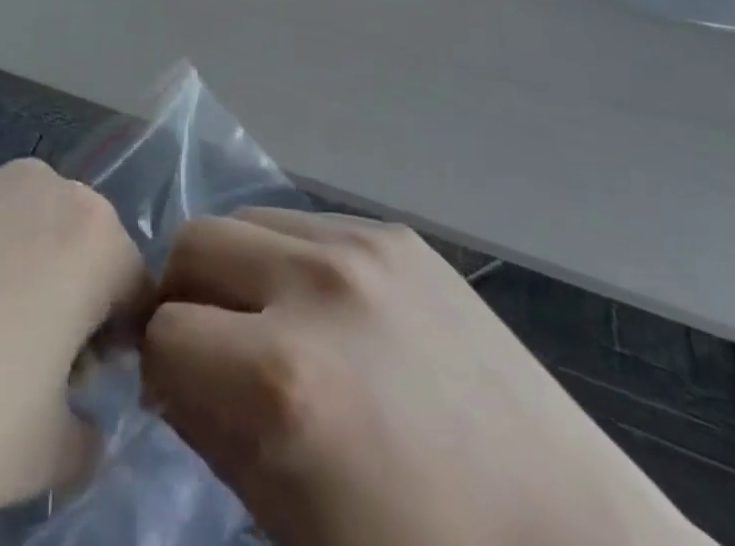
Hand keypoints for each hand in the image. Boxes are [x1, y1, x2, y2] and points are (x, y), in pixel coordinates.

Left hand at [0, 159, 146, 545]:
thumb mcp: (38, 457)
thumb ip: (85, 438)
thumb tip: (84, 427)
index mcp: (92, 232)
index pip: (138, 296)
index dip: (123, 359)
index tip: (89, 409)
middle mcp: (47, 188)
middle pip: (85, 261)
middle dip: (74, 325)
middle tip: (33, 398)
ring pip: (33, 250)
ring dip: (25, 304)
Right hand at [142, 210, 709, 545]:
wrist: (571, 544)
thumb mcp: (289, 525)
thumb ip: (210, 434)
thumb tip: (168, 372)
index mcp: (282, 378)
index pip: (163, 333)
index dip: (162, 372)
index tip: (182, 395)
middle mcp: (315, 284)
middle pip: (194, 242)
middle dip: (186, 297)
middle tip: (215, 349)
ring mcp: (364, 244)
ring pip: (246, 220)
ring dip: (238, 270)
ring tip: (274, 325)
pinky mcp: (397, 234)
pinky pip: (308, 223)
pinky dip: (292, 260)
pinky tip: (333, 316)